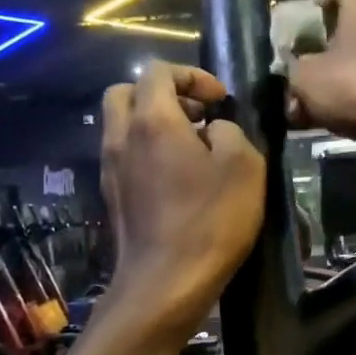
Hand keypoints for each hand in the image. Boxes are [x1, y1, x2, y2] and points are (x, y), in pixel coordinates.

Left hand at [99, 63, 264, 339]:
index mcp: (151, 120)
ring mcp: (111, 168)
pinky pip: (124, 155)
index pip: (157, 70)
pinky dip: (146, 151)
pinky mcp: (113, 196)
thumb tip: (214, 130)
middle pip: (126, 92)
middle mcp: (122, 137)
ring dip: (153, 123)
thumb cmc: (210, 220)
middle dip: (162, 93)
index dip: (192, 75)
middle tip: (197, 115)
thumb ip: (230, 131)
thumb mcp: (244, 165)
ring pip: (121, 125)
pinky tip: (178, 178)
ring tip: (192, 147)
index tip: (219, 100)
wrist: (165, 284)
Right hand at [287, 0, 355, 145]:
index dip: (311, 7)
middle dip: (319, 52)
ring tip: (307, 110)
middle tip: (297, 77)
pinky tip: (333, 122)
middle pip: (346, 26)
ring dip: (334, 80)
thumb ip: (292, 68)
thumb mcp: (307, 78)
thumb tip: (293, 67)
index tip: (294, 35)